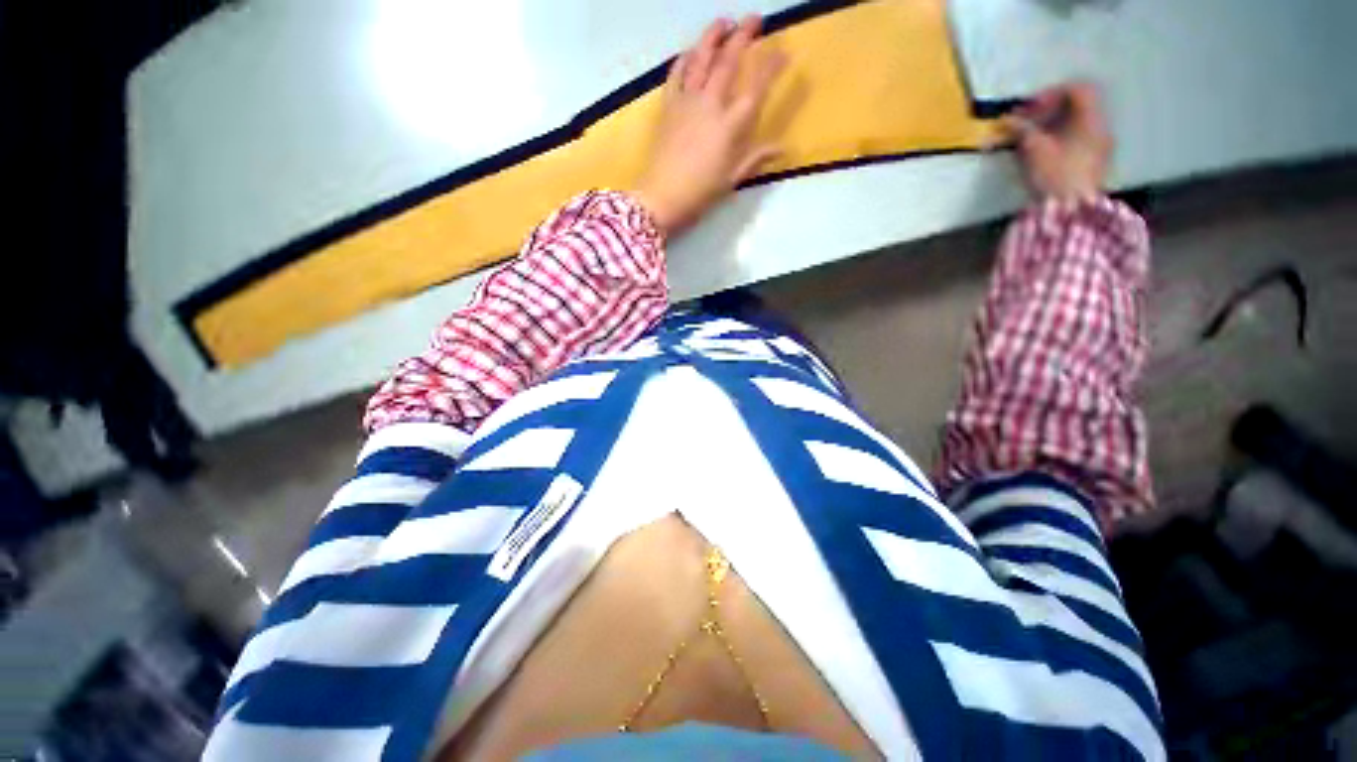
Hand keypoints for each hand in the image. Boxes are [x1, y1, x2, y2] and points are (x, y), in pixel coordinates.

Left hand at [634, 16, 786, 235]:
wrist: (662, 197)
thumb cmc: (700, 192)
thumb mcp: (731, 179)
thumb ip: (755, 158)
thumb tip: (781, 149)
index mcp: (730, 125)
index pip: (755, 87)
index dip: (771, 66)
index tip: (782, 52)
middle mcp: (710, 105)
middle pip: (728, 62)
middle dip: (744, 35)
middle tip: (755, 18)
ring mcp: (686, 102)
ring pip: (700, 59)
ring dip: (713, 36)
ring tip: (723, 21)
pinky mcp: (668, 106)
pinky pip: (675, 75)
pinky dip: (683, 59)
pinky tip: (689, 51)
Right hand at [1009, 82, 1111, 203]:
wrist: (1071, 211)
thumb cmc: (1054, 175)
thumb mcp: (1033, 149)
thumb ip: (1021, 130)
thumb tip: (1006, 120)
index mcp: (1091, 119)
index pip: (1078, 89)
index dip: (1051, 94)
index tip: (1029, 109)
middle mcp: (1101, 127)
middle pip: (1079, 107)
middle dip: (1051, 112)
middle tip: (1028, 124)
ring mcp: (1101, 147)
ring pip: (1079, 125)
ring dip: (1055, 128)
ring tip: (1032, 142)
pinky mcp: (1095, 165)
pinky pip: (1080, 142)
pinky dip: (1062, 141)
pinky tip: (1045, 155)